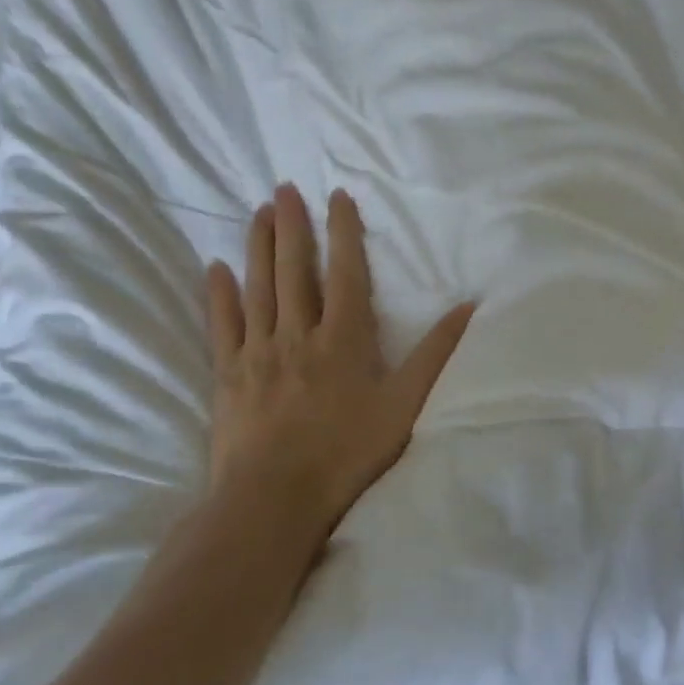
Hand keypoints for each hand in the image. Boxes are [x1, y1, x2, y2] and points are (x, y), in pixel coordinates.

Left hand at [203, 184, 473, 535]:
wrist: (276, 496)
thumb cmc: (348, 452)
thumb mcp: (405, 405)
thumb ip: (435, 354)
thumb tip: (468, 307)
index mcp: (344, 339)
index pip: (345, 273)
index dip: (343, 232)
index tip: (337, 197)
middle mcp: (298, 334)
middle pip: (294, 270)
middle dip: (292, 226)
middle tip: (284, 188)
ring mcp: (258, 352)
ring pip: (258, 288)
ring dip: (259, 247)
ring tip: (259, 213)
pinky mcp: (229, 374)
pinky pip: (222, 324)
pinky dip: (219, 294)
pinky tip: (215, 268)